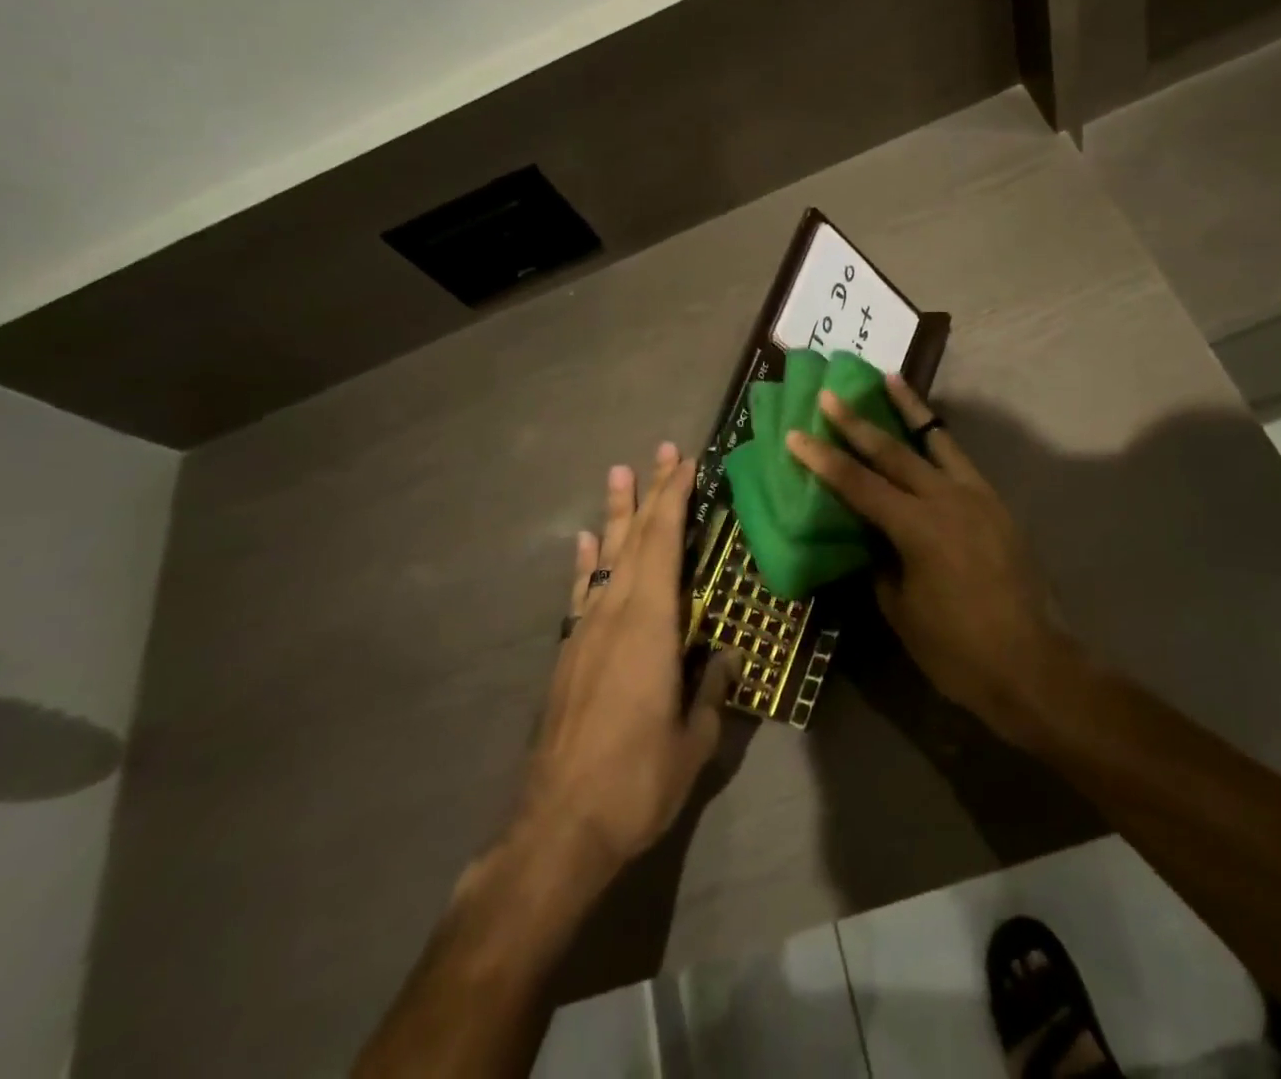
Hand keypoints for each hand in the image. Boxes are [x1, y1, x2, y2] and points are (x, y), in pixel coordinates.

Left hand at [518, 443, 737, 877]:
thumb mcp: (693, 740)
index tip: (686, 463)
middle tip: (662, 451)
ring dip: (618, 514)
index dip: (675, 499)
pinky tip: (589, 542)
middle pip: (636, 539)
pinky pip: (582, 591)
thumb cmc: (635, 781)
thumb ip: (711, 690)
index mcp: (649, 625)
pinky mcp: (569, 653)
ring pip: (607, 558)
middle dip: (652, 493)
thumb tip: (723, 656)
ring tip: (620, 474)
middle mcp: (614, 614)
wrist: (557, 829)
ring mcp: (585, 631)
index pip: (664, 544)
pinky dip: (588, 562)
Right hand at [785, 377, 1072, 742]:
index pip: (859, 485)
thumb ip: (881, 564)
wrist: (1033, 666)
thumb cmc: (958, 650)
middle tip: (830, 395)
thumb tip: (871, 538)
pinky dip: (938, 439)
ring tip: (888, 379)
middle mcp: (947, 500)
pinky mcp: (996, 505)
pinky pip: (960, 461)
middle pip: (893, 452)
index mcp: (917, 528)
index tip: (796, 434)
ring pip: (936, 440)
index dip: (824, 460)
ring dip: (908, 409)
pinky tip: (927, 431)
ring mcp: (977, 497)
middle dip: (857, 422)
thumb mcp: (902, 611)